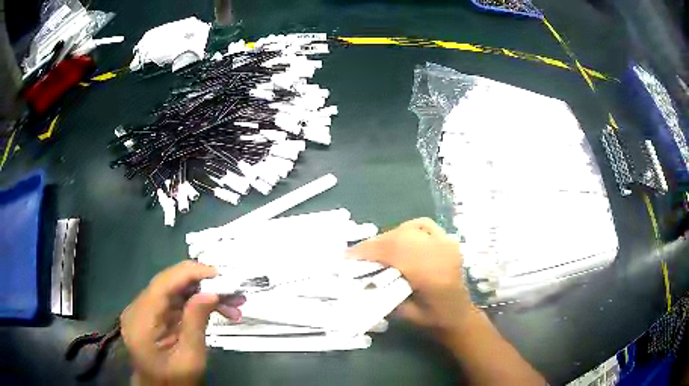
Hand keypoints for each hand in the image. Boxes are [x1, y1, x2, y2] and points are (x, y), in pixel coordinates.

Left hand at [121, 261, 244, 385]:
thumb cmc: (174, 381)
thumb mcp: (190, 359)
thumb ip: (196, 323)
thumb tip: (211, 292)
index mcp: (141, 321)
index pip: (162, 285)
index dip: (189, 273)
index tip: (218, 273)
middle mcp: (137, 309)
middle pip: (168, 285)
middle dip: (201, 284)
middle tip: (232, 291)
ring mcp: (143, 311)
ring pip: (174, 292)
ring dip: (203, 295)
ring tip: (233, 304)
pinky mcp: (151, 315)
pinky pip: (174, 302)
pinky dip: (196, 304)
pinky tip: (217, 310)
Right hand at [347, 218, 477, 338]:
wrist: (459, 315)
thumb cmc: (433, 321)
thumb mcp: (404, 314)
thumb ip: (384, 294)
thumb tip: (359, 277)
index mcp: (432, 276)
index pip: (396, 253)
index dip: (370, 250)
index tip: (349, 256)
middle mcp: (442, 255)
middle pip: (401, 238)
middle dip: (375, 243)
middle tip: (358, 254)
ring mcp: (448, 244)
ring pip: (410, 229)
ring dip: (388, 236)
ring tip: (376, 249)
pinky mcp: (449, 241)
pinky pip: (423, 225)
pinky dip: (406, 228)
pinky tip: (399, 238)